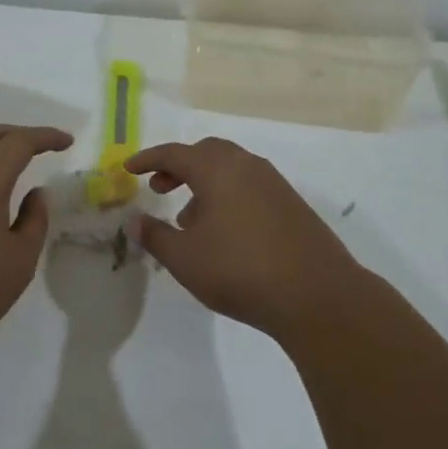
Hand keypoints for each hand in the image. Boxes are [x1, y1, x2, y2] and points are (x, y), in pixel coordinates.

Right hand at [126, 137, 365, 342]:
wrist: (318, 295)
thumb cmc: (241, 271)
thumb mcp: (185, 258)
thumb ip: (155, 235)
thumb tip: (134, 220)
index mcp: (218, 169)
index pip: (174, 153)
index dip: (148, 159)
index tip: (129, 169)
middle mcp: (247, 167)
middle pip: (206, 153)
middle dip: (178, 167)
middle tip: (159, 188)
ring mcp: (274, 184)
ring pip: (231, 170)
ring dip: (204, 184)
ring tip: (188, 219)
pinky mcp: (292, 205)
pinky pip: (250, 186)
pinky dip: (228, 196)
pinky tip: (224, 232)